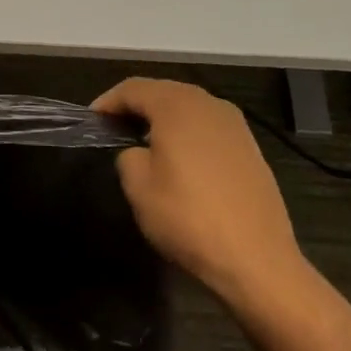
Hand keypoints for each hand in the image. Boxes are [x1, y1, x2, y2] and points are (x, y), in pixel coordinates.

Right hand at [94, 78, 308, 317]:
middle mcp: (208, 104)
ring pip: (188, 108)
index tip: (92, 120)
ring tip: (144, 142)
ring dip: (163, 119)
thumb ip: (127, 155)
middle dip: (136, 106)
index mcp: (177, 105)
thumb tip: (138, 152)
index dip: (108, 102)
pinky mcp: (250, 148)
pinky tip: (180, 160)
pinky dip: (188, 134)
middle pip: (163, 92)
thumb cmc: (189, 218)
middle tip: (114, 127)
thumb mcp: (138, 187)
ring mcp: (235, 125)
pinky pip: (208, 128)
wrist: (258, 261)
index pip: (133, 89)